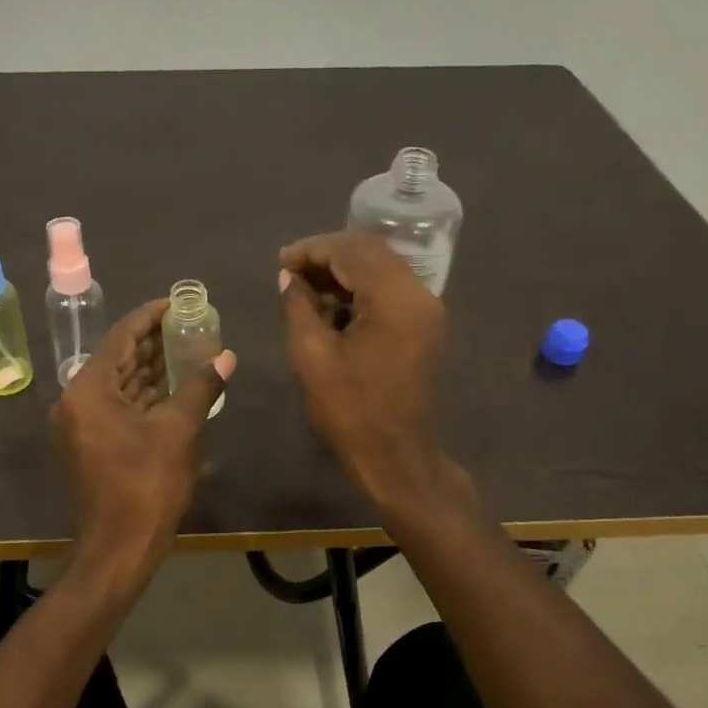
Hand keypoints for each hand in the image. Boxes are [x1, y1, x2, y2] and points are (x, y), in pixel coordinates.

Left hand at [52, 298, 235, 580]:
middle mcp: (77, 401)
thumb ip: (200, 387)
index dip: (150, 316)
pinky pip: (119, 406)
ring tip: (188, 348)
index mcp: (88, 390)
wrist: (119, 549)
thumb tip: (226, 357)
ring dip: (151, 368)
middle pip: (118, 358)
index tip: (177, 302)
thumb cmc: (146, 486)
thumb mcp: (179, 431)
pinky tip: (174, 386)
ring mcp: (82, 425)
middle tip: (189, 324)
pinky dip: (145, 395)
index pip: (120, 337)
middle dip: (153, 342)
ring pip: (120, 384)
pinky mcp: (92, 444)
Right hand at [279, 231, 452, 509]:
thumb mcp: (311, 357)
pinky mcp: (425, 327)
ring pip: (382, 269)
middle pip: (371, 252)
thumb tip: (289, 278)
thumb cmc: (350, 411)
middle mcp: (419, 295)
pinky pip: (391, 291)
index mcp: (394, 299)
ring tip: (304, 288)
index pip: (352, 250)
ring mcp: (427, 311)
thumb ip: (298, 307)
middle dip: (328, 255)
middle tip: (290, 271)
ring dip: (344, 272)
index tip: (281, 262)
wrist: (397, 457)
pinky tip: (331, 306)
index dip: (312, 249)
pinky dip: (360, 289)